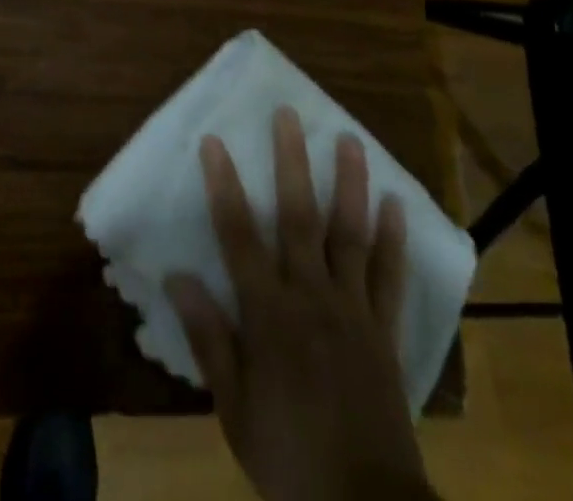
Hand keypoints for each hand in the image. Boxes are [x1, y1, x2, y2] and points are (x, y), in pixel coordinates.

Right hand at [166, 107, 431, 500]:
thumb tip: (176, 276)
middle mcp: (311, 298)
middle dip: (291, 163)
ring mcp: (353, 311)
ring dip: (350, 185)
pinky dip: (395, 241)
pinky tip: (396, 204)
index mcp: (268, 314)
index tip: (214, 141)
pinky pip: (391, 279)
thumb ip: (208, 338)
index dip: (224, 185)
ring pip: (350, 235)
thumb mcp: (234, 408)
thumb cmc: (288, 459)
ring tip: (351, 141)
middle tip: (288, 115)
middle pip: (299, 218)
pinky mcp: (385, 332)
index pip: (238, 236)